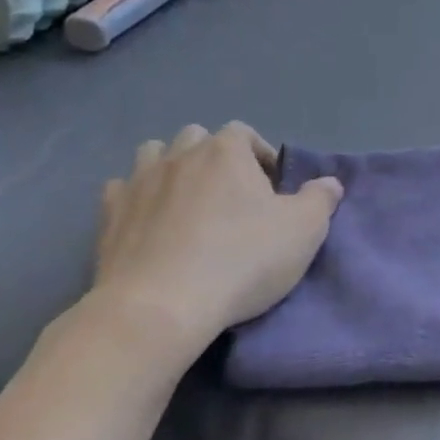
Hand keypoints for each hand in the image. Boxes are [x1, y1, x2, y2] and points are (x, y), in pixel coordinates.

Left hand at [91, 122, 342, 341]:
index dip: (260, 156)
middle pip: (197, 138)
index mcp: (226, 151)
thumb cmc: (241, 260)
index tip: (271, 190)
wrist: (161, 306)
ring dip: (172, 169)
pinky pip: (122, 190)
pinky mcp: (110, 214)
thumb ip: (321, 200)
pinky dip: (137, 198)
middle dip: (214, 159)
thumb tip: (330, 182)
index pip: (244, 133)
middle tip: (230, 197)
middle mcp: (180, 155)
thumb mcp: (303, 231)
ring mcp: (139, 181)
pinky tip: (148, 223)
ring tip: (187, 204)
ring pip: (154, 154)